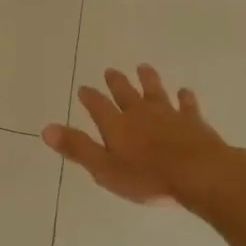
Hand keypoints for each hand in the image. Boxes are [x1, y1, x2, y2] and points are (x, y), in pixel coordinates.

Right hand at [42, 64, 243, 206]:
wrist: (199, 173)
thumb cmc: (148, 177)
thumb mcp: (104, 168)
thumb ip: (77, 148)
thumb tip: (46, 129)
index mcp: (116, 125)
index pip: (98, 106)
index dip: (90, 97)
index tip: (83, 88)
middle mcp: (140, 113)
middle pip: (125, 93)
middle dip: (116, 82)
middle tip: (110, 70)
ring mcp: (169, 115)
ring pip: (155, 92)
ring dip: (148, 80)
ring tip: (143, 67)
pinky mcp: (193, 122)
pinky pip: (187, 105)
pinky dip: (185, 98)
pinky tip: (185, 92)